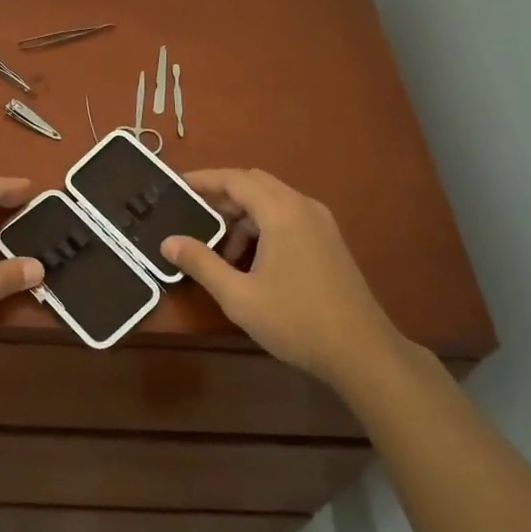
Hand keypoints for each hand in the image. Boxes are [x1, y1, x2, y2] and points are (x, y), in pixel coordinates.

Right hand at [160, 169, 409, 393]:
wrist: (362, 352)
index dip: (204, 180)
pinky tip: (251, 261)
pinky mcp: (329, 240)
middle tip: (193, 214)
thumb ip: (201, 263)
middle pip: (255, 184)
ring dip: (243, 217)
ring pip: (273, 202)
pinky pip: (288, 217)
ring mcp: (321, 223)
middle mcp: (303, 206)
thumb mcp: (239, 296)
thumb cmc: (296, 320)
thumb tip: (168, 242)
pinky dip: (264, 227)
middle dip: (222, 196)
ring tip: (220, 251)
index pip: (236, 179)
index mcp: (281, 211)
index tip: (177, 185)